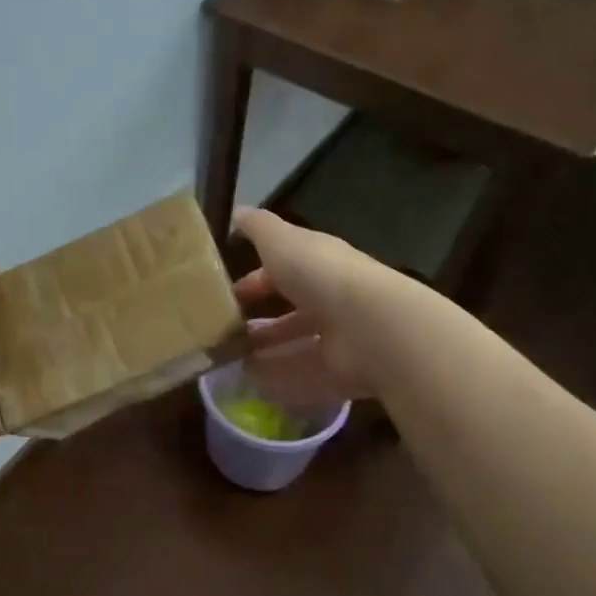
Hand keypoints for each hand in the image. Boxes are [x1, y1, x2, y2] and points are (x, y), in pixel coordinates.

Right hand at [231, 208, 383, 407]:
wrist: (370, 326)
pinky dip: (282, 381)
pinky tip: (253, 384)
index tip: (227, 293)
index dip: (256, 280)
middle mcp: (333, 300)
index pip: (286, 270)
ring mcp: (342, 339)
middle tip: (226, 334)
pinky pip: (307, 377)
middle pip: (293, 312)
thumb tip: (237, 211)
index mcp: (320, 265)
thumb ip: (258, 227)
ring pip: (298, 345)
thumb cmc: (320, 275)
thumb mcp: (280, 240)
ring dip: (268, 352)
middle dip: (261, 322)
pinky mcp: (344, 374)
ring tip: (232, 362)